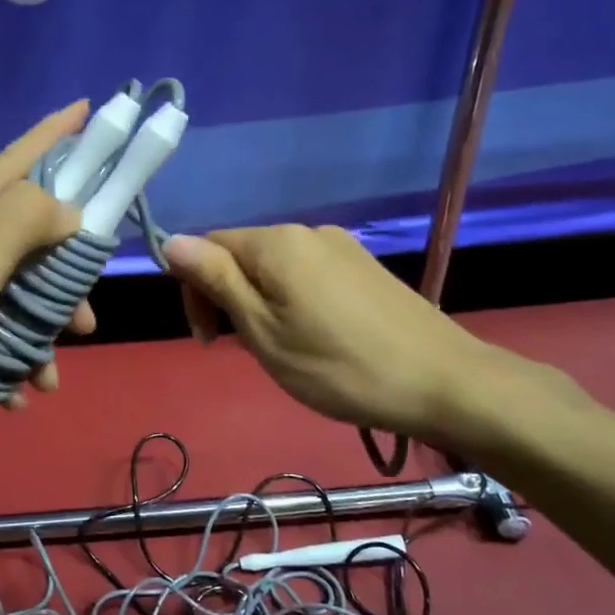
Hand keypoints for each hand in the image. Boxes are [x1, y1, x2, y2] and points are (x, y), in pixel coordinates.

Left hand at [0, 103, 96, 500]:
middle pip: (9, 242)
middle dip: (52, 280)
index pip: (0, 167)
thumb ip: (21, 221)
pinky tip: (19, 394)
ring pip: (3, 296)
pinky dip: (6, 361)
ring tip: (51, 371)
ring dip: (34, 334)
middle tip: (85, 311)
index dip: (47, 140)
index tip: (86, 110)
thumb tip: (65, 209)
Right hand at [163, 224, 500, 444]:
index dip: (195, 290)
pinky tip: (316, 339)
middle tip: (248, 350)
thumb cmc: (339, 366)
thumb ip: (216, 281)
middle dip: (228, 298)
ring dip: (260, 303)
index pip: (207, 246)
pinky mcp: (364, 266)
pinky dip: (293, 301)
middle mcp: (307, 231)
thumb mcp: (263, 330)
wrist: (444, 383)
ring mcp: (341, 246)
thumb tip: (170, 241)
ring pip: (274, 268)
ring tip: (284, 350)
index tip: (210, 340)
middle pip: (241, 254)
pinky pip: (307, 274)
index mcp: (276, 242)